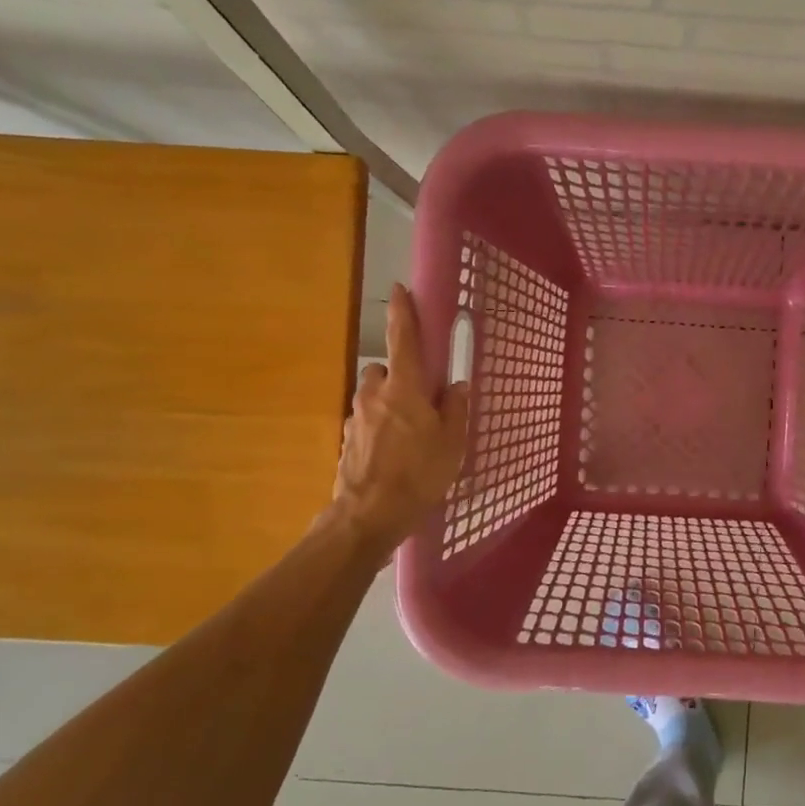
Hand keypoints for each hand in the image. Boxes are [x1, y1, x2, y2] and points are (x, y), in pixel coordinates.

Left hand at [327, 284, 470, 553]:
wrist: (368, 516)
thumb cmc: (419, 474)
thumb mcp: (452, 443)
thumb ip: (455, 409)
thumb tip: (457, 386)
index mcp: (405, 388)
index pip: (404, 339)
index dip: (404, 312)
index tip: (400, 289)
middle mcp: (375, 395)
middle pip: (382, 369)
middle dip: (397, 376)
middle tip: (419, 399)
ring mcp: (356, 418)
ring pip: (372, 397)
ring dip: (386, 403)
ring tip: (407, 433)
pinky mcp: (346, 441)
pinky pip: (366, 423)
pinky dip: (378, 429)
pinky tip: (392, 455)